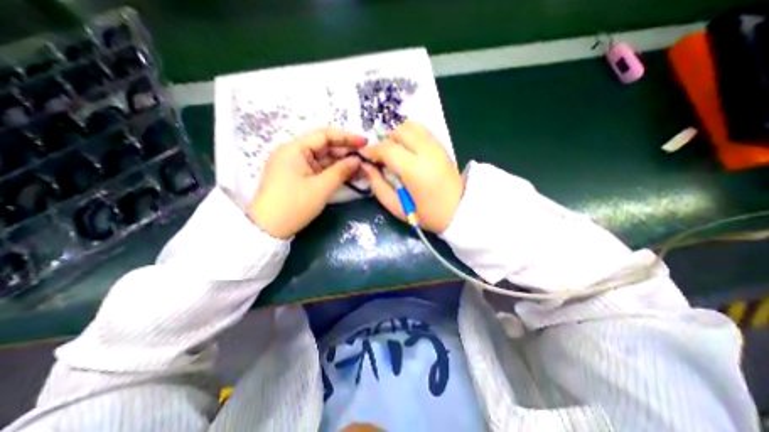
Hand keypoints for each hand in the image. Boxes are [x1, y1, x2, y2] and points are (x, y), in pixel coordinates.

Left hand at [246, 128, 364, 238]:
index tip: (365, 142)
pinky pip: (317, 169)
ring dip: (340, 163)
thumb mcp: (321, 188)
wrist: (268, 229)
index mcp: (294, 149)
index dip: (346, 137)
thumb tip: (357, 160)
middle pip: (323, 146)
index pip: (324, 135)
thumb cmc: (294, 206)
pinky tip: (347, 175)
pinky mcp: (296, 176)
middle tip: (365, 159)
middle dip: (345, 152)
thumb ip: (341, 171)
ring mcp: (294, 165)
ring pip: (322, 159)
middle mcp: (293, 153)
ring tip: (360, 168)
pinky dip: (332, 172)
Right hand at [360, 122, 461, 232]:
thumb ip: (378, 185)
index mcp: (415, 170)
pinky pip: (422, 130)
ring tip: (395, 152)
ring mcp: (437, 147)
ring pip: (412, 126)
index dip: (373, 150)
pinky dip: (410, 135)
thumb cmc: (426, 214)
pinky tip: (408, 150)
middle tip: (382, 156)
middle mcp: (427, 153)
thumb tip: (366, 166)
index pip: (388, 149)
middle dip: (385, 140)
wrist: (459, 211)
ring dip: (398, 135)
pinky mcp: (442, 146)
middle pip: (400, 131)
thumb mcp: (396, 207)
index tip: (365, 155)